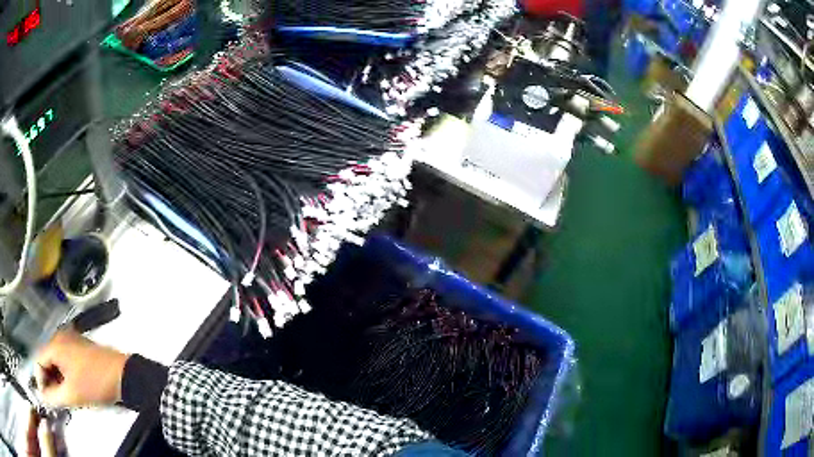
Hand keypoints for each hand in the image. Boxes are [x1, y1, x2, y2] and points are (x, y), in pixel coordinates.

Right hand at [35, 330, 128, 407]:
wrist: (123, 376)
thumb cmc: (94, 384)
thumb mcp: (71, 394)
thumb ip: (53, 396)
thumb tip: (43, 397)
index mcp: (54, 344)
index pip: (38, 360)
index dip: (40, 380)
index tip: (46, 399)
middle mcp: (59, 337)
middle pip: (46, 359)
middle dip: (48, 380)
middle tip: (54, 401)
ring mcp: (70, 340)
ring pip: (55, 361)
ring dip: (56, 379)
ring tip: (62, 397)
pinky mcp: (79, 347)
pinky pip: (64, 360)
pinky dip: (63, 375)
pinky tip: (69, 389)